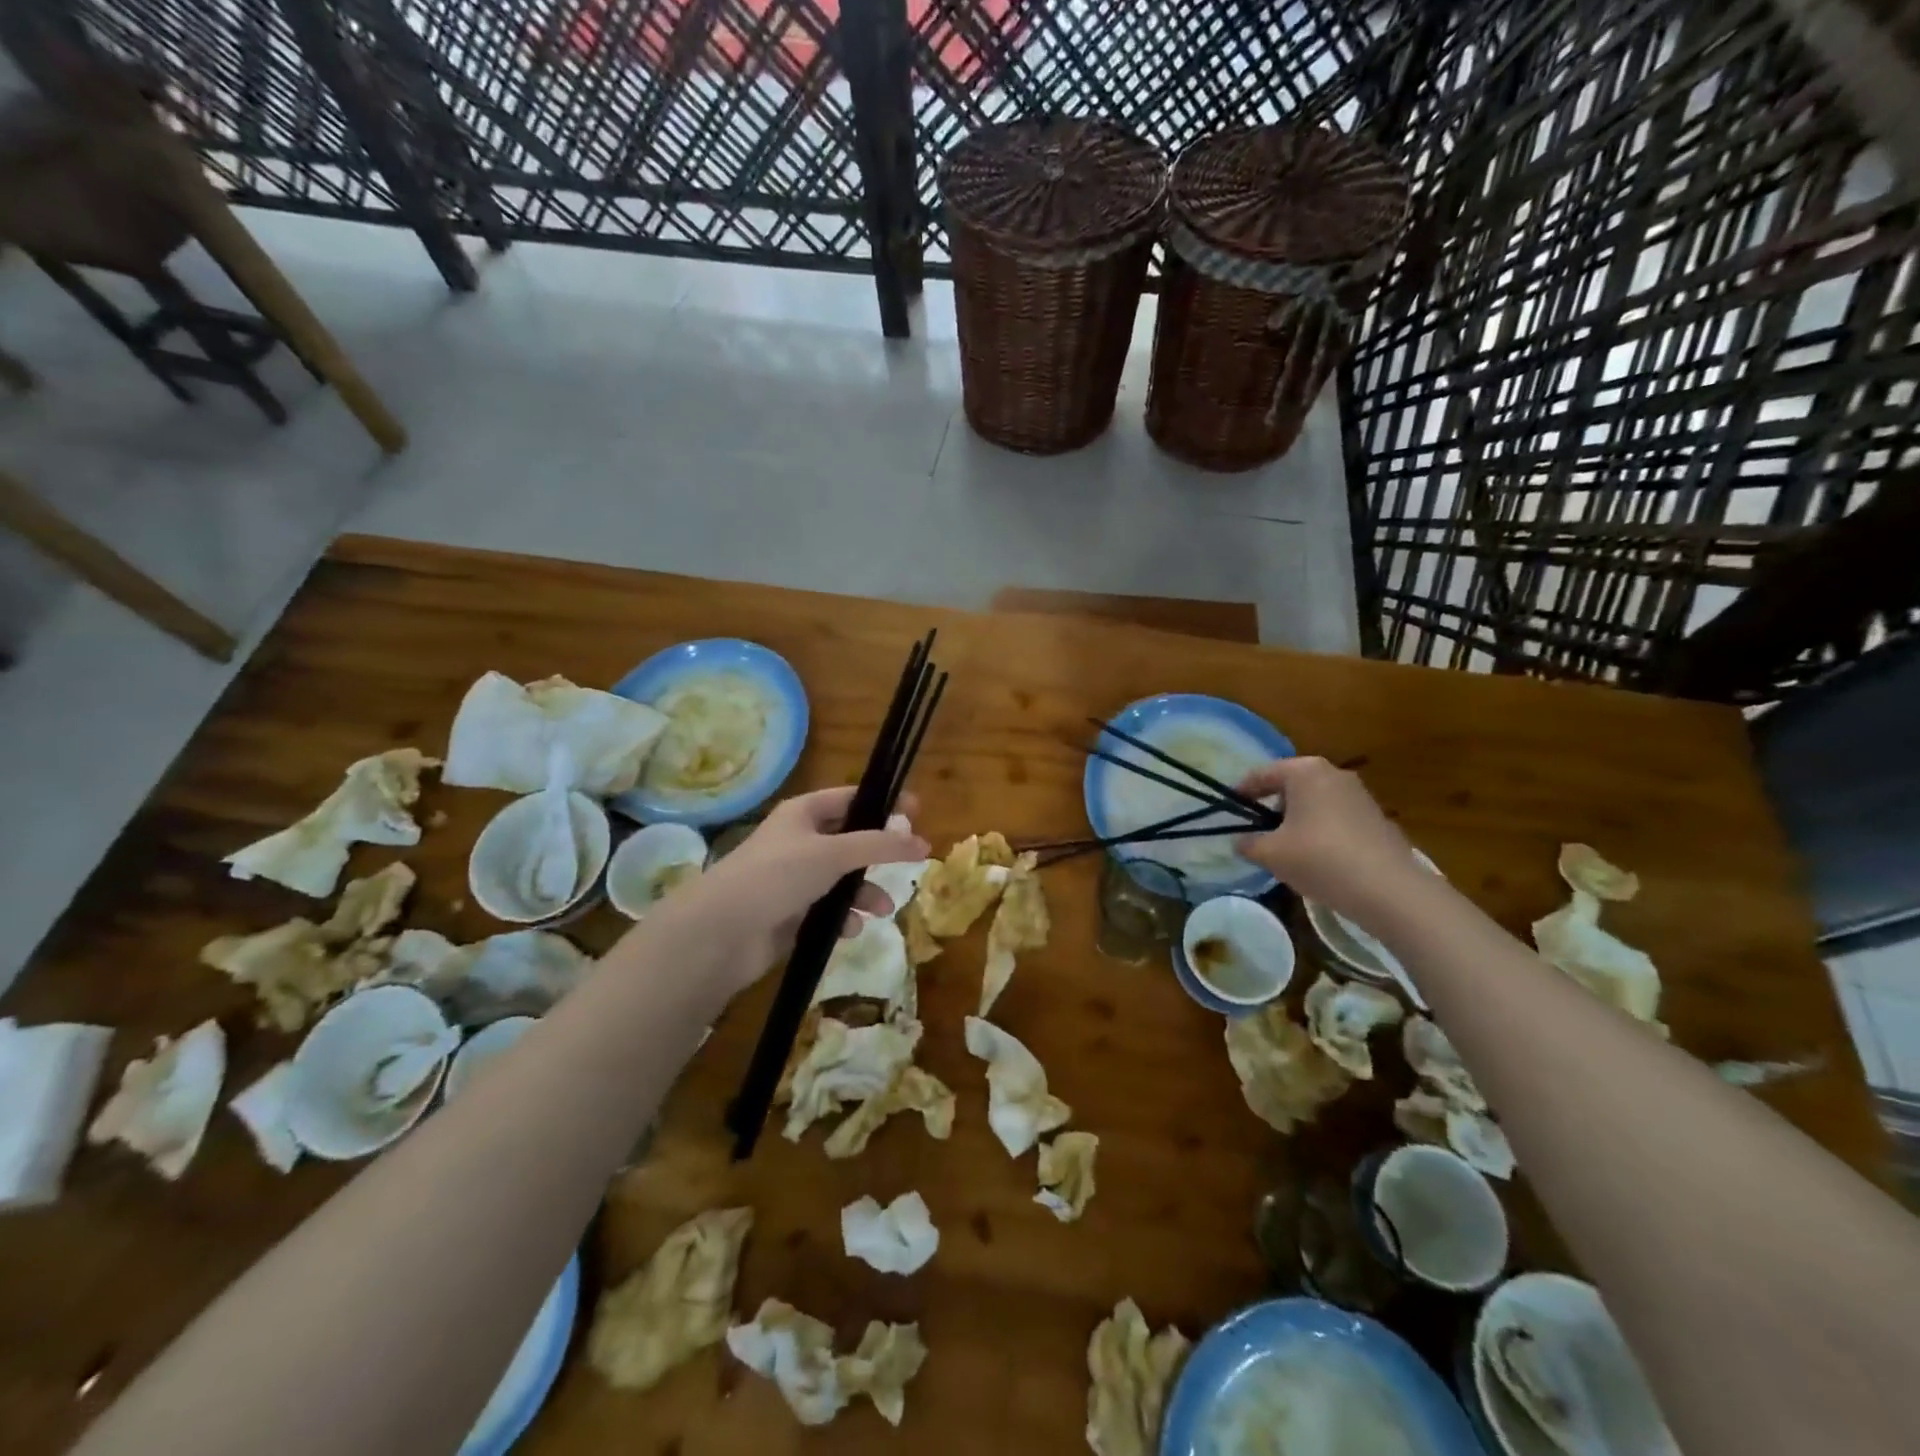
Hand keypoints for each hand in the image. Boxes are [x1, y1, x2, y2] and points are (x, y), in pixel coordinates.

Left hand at [667, 787, 929, 989]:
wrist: (722, 932)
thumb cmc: (777, 876)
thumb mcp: (834, 853)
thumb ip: (880, 846)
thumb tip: (922, 840)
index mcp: (803, 813)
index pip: (851, 798)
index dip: (884, 803)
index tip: (917, 811)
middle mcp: (799, 841)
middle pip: (850, 840)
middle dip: (878, 854)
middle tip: (910, 862)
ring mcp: (794, 878)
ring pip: (843, 879)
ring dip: (865, 892)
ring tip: (881, 909)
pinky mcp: (791, 913)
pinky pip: (829, 909)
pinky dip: (843, 917)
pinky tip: (848, 929)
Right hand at [1233, 757, 1420, 923]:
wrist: (1389, 890)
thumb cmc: (1319, 859)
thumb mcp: (1270, 854)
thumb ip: (1248, 844)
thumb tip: (1240, 841)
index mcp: (1304, 771)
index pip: (1262, 774)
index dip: (1241, 792)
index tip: (1229, 810)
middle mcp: (1333, 773)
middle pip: (1290, 786)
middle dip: (1271, 806)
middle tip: (1256, 831)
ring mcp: (1359, 794)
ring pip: (1315, 802)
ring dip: (1297, 820)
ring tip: (1286, 849)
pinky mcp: (1376, 817)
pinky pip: (1336, 817)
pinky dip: (1320, 831)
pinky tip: (1318, 859)